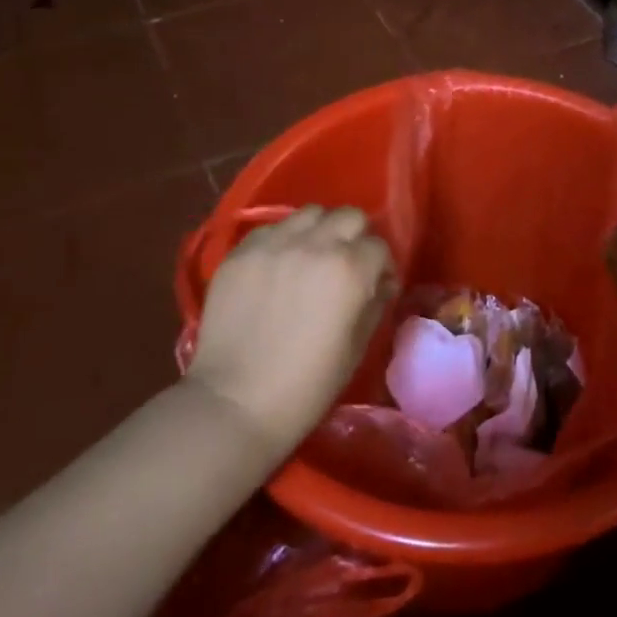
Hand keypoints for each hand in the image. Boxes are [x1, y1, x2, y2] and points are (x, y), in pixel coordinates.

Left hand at [187, 205, 394, 456]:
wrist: (236, 402)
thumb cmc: (308, 385)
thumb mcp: (357, 348)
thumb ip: (375, 305)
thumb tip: (381, 284)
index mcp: (350, 269)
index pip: (379, 246)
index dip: (381, 267)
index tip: (375, 286)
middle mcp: (315, 245)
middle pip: (348, 216)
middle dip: (355, 237)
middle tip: (347, 265)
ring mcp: (274, 245)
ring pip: (310, 214)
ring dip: (319, 231)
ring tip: (311, 257)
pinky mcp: (241, 252)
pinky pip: (272, 228)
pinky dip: (283, 240)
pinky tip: (279, 266)